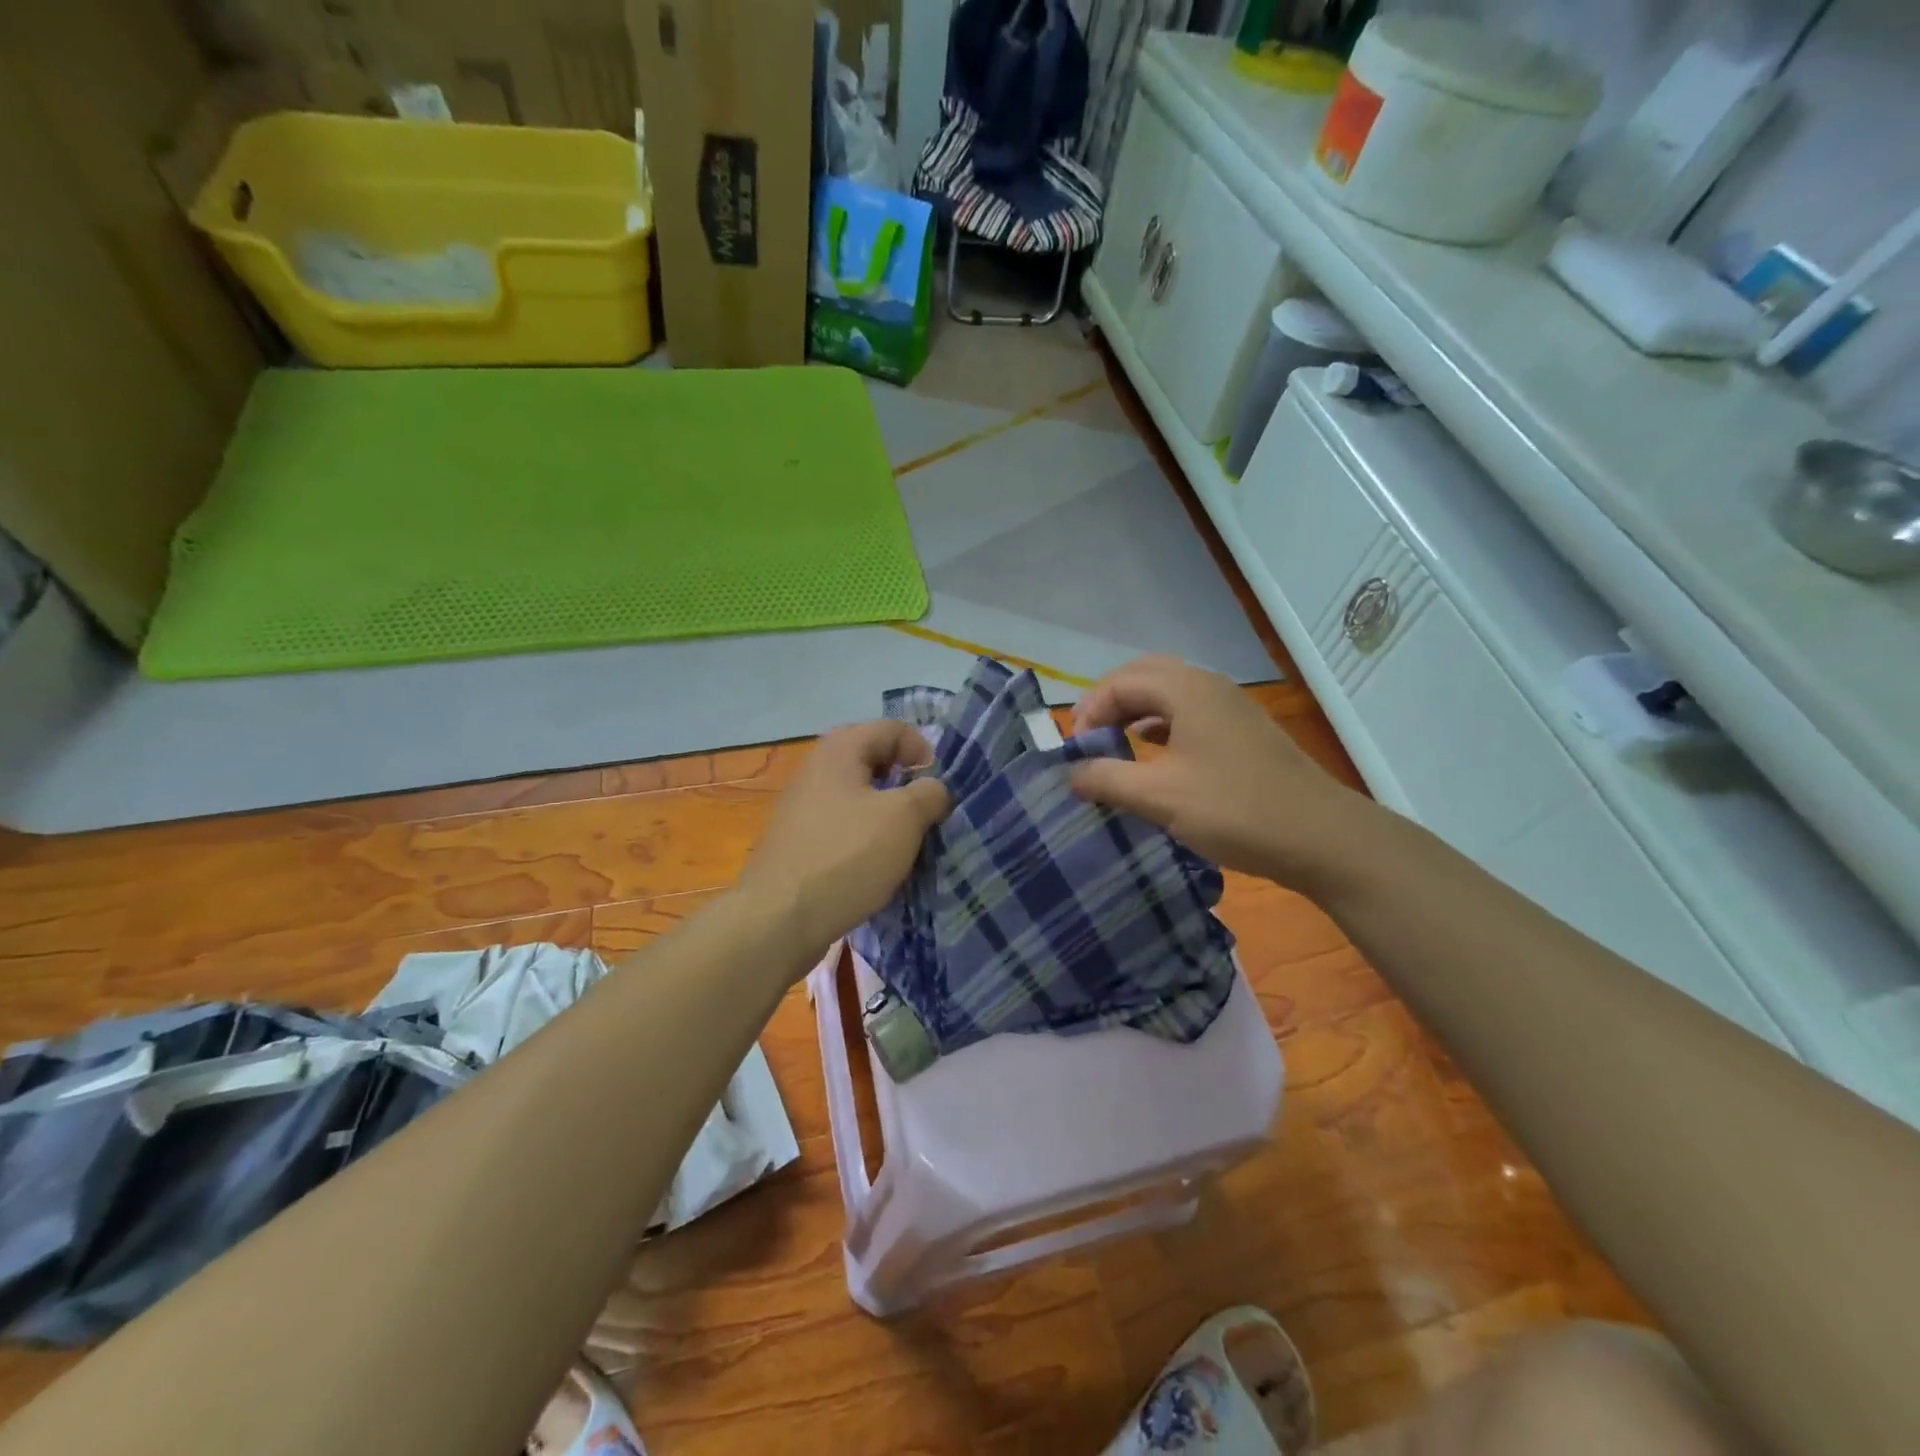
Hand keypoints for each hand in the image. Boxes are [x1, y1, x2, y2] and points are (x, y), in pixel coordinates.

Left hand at [742, 721, 951, 955]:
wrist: (779, 920)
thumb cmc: (846, 856)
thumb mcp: (904, 818)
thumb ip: (929, 793)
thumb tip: (933, 788)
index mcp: (840, 750)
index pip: (892, 729)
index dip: (923, 750)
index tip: (939, 786)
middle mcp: (816, 769)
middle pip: (872, 760)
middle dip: (905, 782)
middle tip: (926, 812)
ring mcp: (802, 808)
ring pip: (857, 796)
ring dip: (886, 813)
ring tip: (907, 842)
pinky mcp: (798, 843)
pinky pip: (842, 826)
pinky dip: (865, 837)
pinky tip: (877, 865)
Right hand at [1069, 655, 1369, 892]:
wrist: (1321, 837)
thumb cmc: (1235, 810)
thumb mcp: (1160, 797)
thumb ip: (1107, 780)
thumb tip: (1071, 773)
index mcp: (1187, 690)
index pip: (1122, 682)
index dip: (1090, 709)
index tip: (1075, 749)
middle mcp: (1210, 687)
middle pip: (1146, 677)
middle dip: (1111, 702)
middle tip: (1090, 737)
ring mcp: (1232, 708)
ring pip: (1170, 695)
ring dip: (1137, 713)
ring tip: (1114, 745)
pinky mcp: (1244, 733)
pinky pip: (1190, 714)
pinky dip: (1162, 727)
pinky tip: (1154, 756)